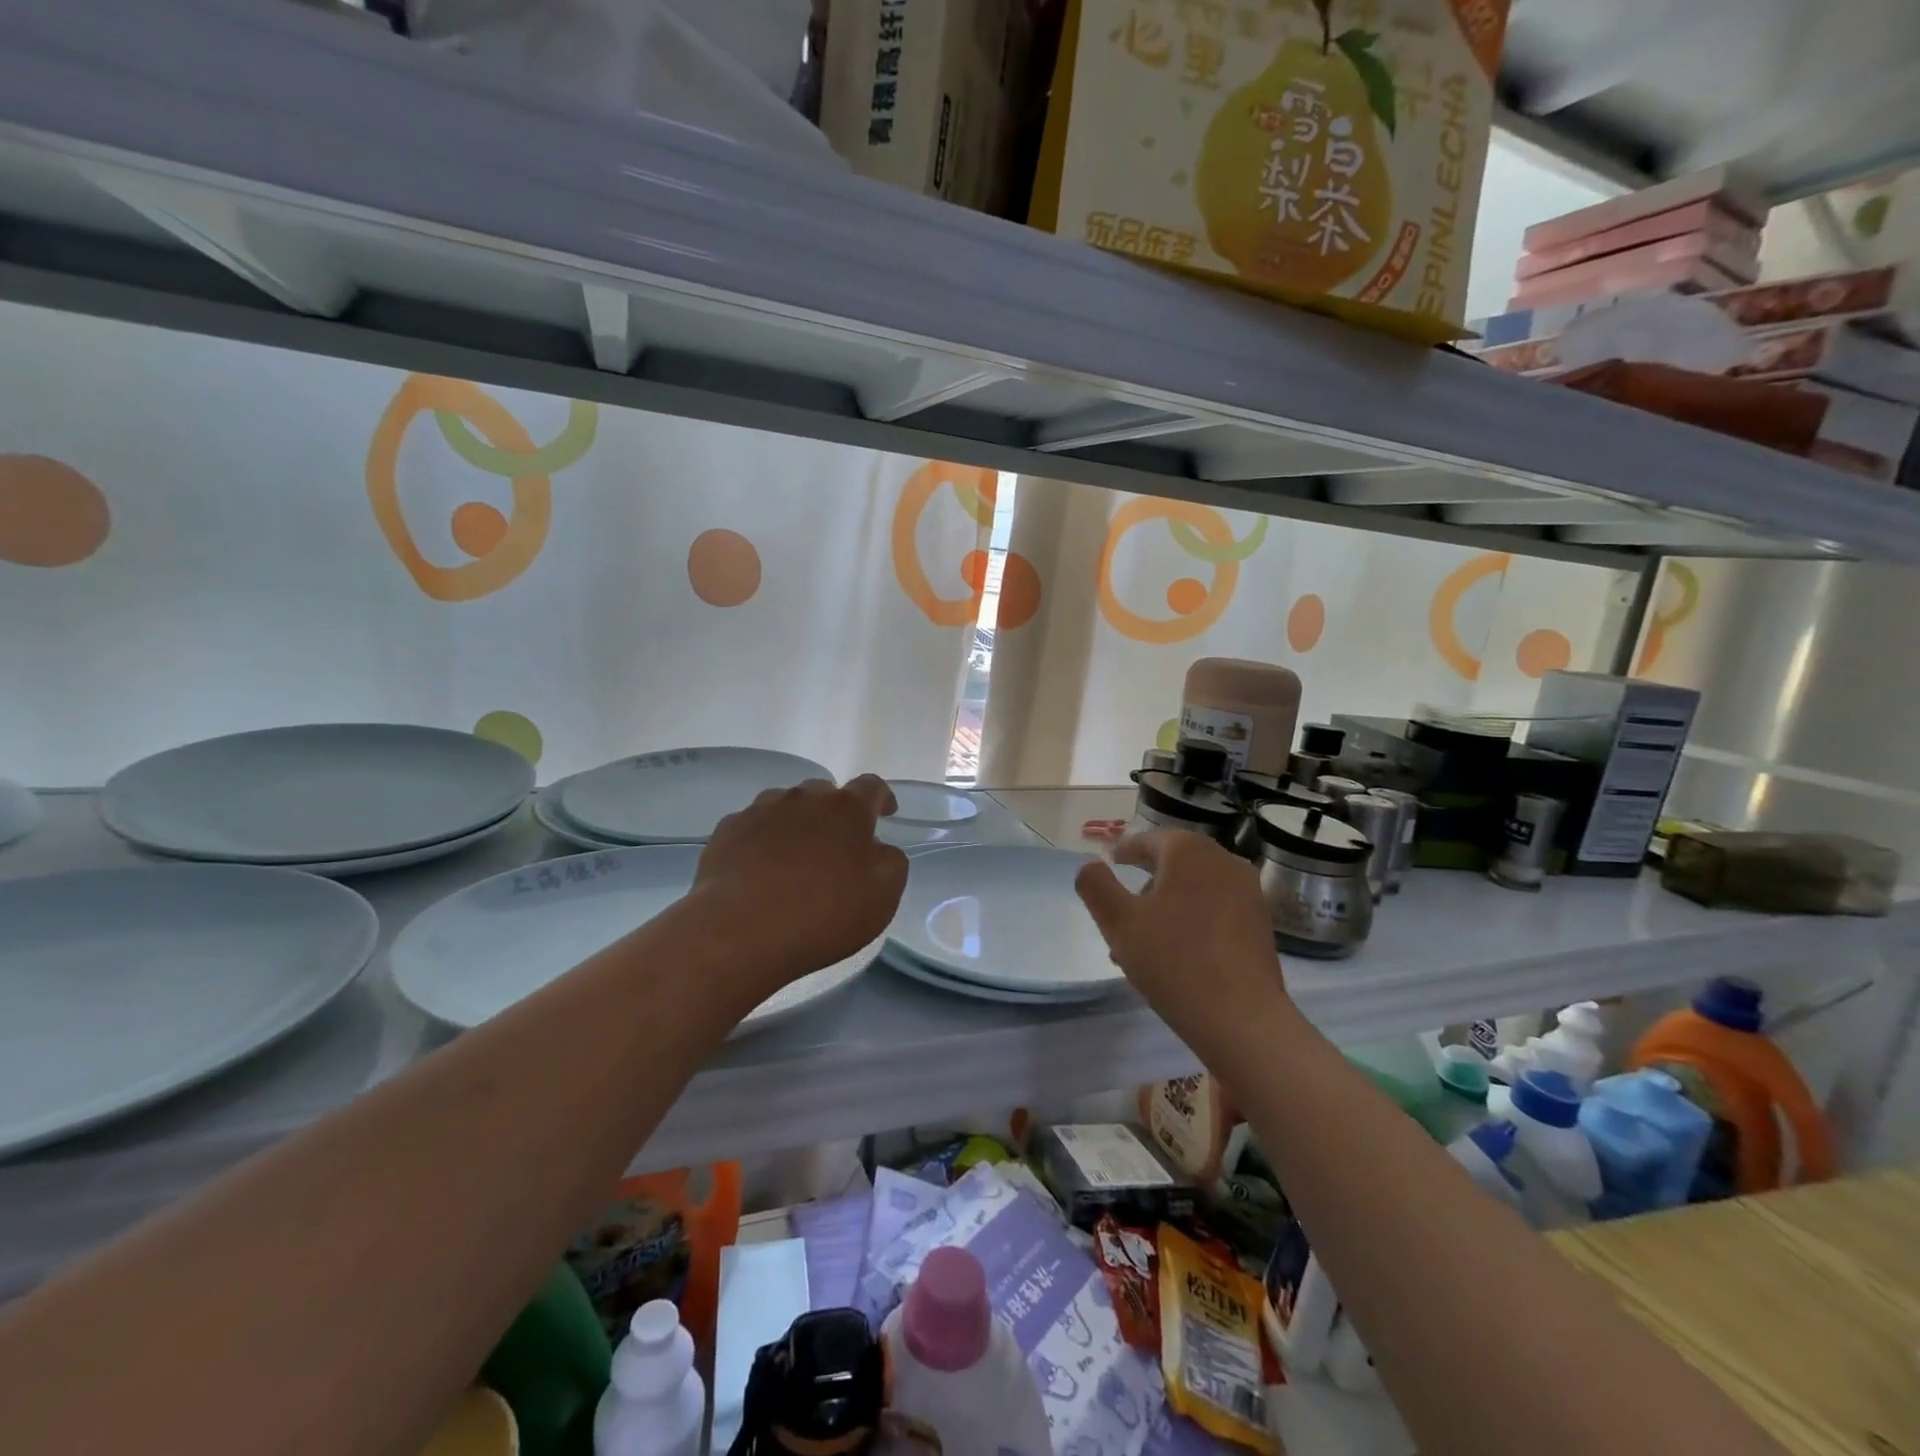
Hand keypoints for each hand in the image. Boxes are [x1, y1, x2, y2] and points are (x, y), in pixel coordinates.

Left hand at [693, 774, 907, 990]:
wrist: (738, 933)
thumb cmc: (821, 915)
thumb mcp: (882, 898)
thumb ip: (891, 863)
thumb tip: (879, 849)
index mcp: (846, 809)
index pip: (871, 787)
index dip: (882, 798)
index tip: (886, 814)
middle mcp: (803, 798)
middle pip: (825, 794)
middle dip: (835, 814)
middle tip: (837, 847)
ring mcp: (760, 811)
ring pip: (786, 806)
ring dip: (797, 824)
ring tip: (795, 858)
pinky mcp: (727, 831)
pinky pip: (753, 827)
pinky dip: (763, 840)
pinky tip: (759, 870)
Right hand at [1075, 831, 1288, 1053]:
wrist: (1242, 1018)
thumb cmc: (1173, 961)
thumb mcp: (1119, 922)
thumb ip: (1096, 886)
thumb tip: (1090, 865)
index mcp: (1188, 851)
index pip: (1147, 841)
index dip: (1124, 853)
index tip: (1109, 867)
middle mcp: (1223, 860)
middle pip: (1173, 864)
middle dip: (1144, 886)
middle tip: (1120, 915)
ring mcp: (1247, 892)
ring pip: (1193, 890)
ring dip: (1166, 907)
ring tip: (1143, 945)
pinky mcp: (1260, 923)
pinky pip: (1215, 909)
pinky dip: (1192, 920)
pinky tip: (1177, 955)